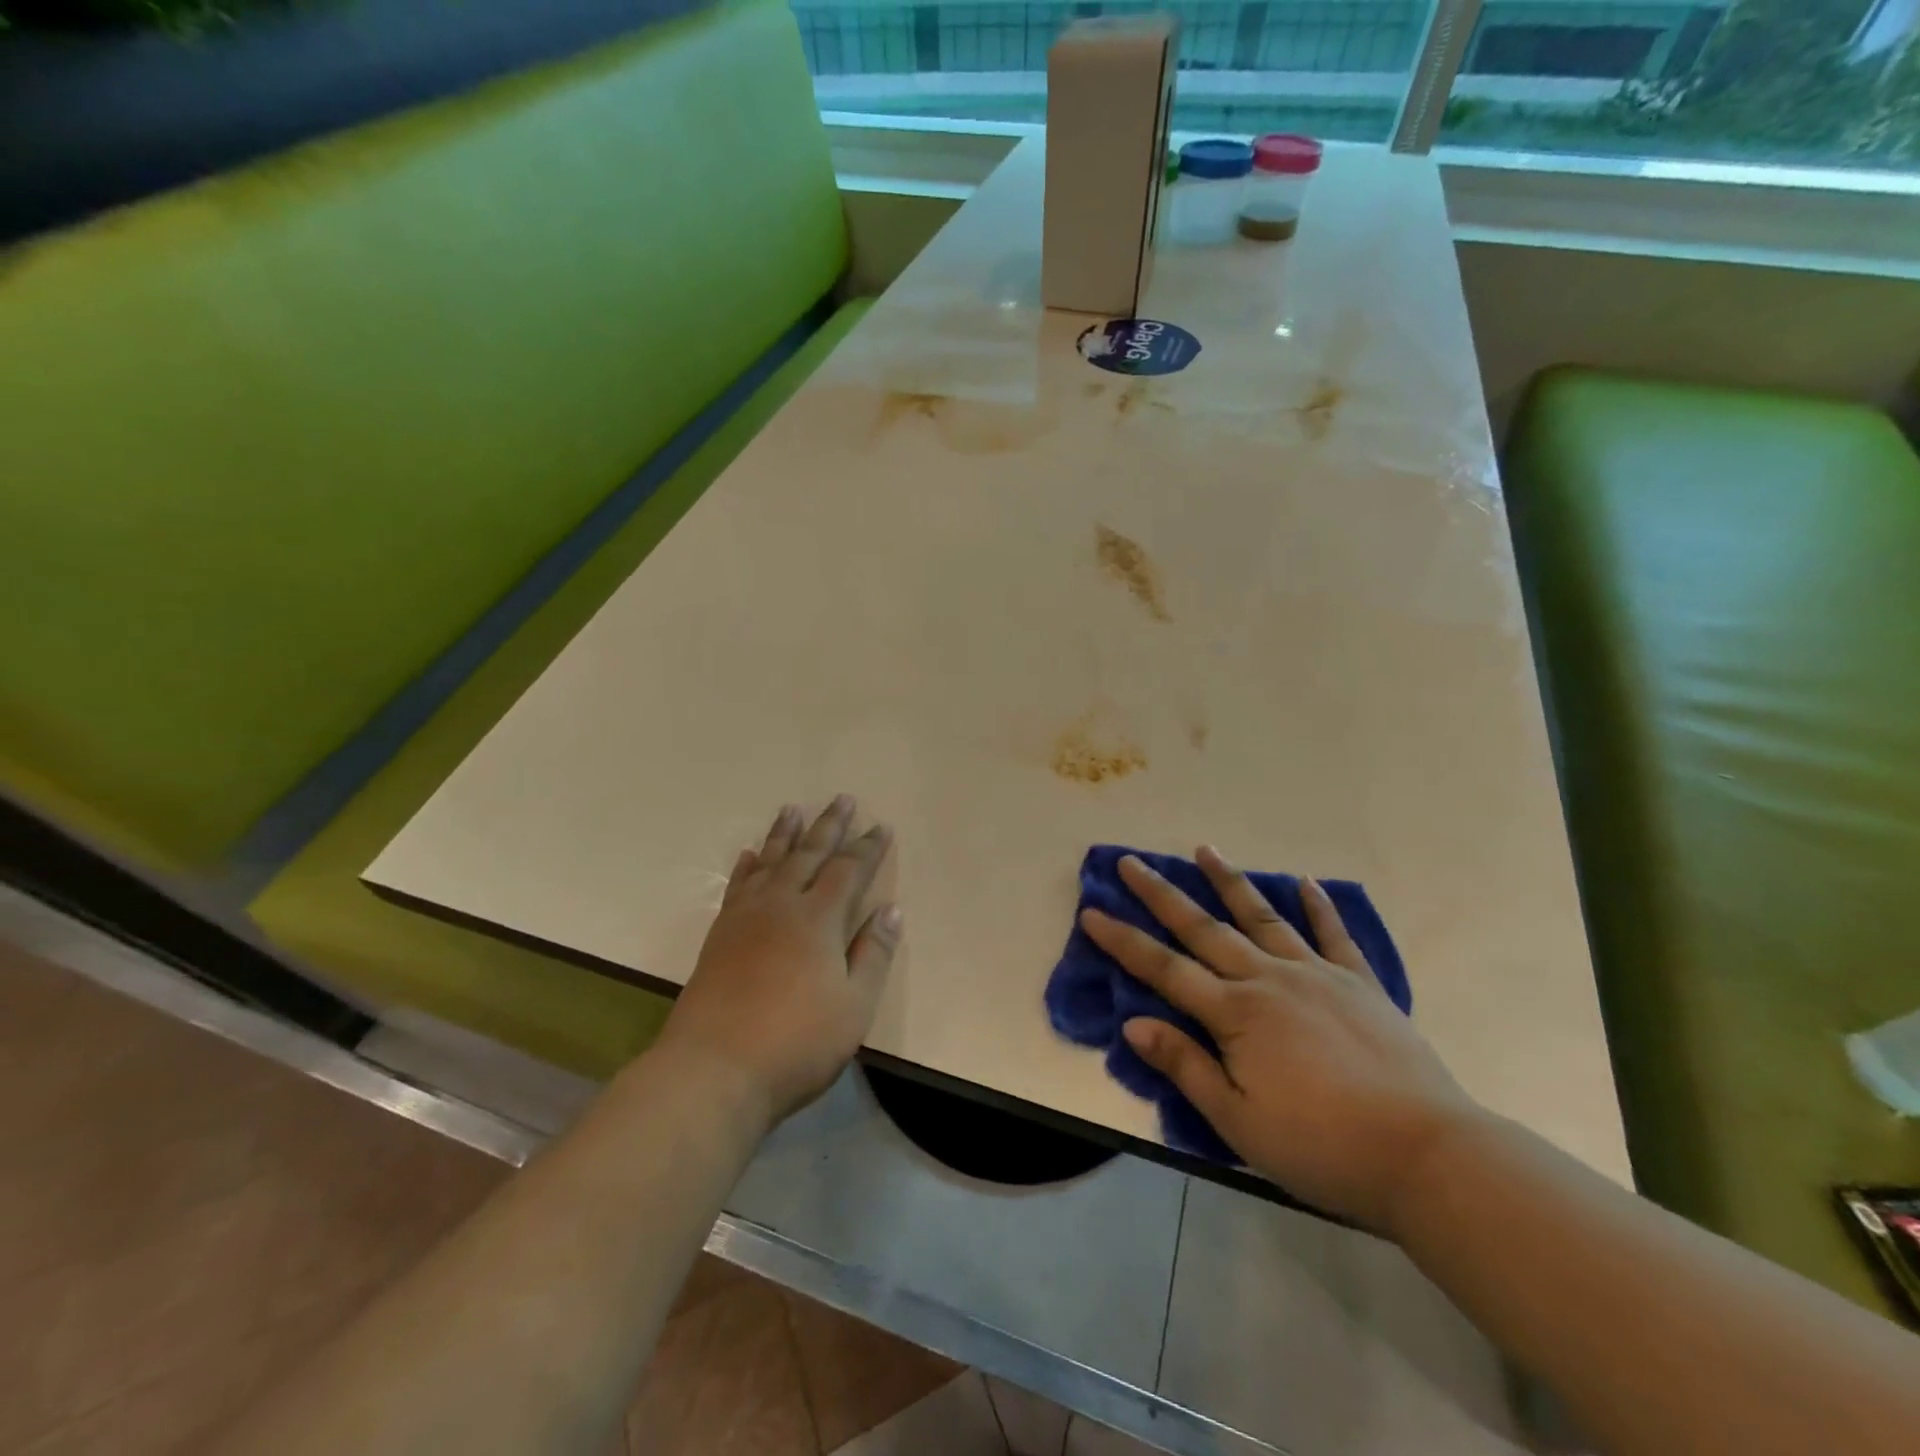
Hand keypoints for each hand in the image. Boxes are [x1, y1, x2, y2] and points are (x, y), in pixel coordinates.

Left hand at [658, 797, 901, 1128]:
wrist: (713, 1069)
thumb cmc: (796, 1043)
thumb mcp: (853, 1006)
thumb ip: (873, 954)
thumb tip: (892, 909)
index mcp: (819, 919)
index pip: (849, 870)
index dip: (867, 848)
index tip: (880, 826)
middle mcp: (782, 905)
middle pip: (809, 854)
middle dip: (829, 826)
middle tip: (842, 798)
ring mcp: (746, 917)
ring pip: (769, 861)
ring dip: (784, 834)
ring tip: (792, 809)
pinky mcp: (720, 935)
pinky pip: (737, 886)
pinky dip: (746, 866)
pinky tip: (748, 856)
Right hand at [1081, 849, 1479, 1234]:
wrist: (1426, 1154)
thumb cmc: (1322, 1147)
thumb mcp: (1239, 1122)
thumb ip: (1185, 1066)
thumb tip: (1133, 1022)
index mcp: (1235, 1014)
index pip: (1164, 969)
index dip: (1123, 941)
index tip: (1092, 912)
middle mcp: (1268, 980)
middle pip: (1203, 929)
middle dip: (1162, 895)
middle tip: (1132, 862)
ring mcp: (1317, 975)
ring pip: (1262, 918)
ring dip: (1230, 882)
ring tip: (1205, 849)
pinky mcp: (1360, 984)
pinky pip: (1334, 936)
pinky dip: (1319, 907)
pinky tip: (1306, 882)